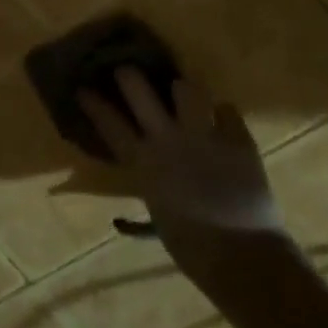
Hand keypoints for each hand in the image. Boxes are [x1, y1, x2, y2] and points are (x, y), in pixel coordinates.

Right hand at [79, 69, 283, 294]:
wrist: (244, 256)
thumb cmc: (193, 248)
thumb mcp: (157, 220)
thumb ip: (145, 198)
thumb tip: (125, 210)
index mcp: (144, 164)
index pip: (110, 124)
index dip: (94, 104)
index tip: (83, 89)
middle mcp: (168, 140)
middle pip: (140, 92)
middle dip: (130, 76)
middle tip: (127, 71)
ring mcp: (204, 135)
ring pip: (187, 90)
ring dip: (183, 90)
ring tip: (183, 92)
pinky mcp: (237, 139)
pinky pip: (228, 110)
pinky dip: (223, 114)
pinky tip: (222, 119)